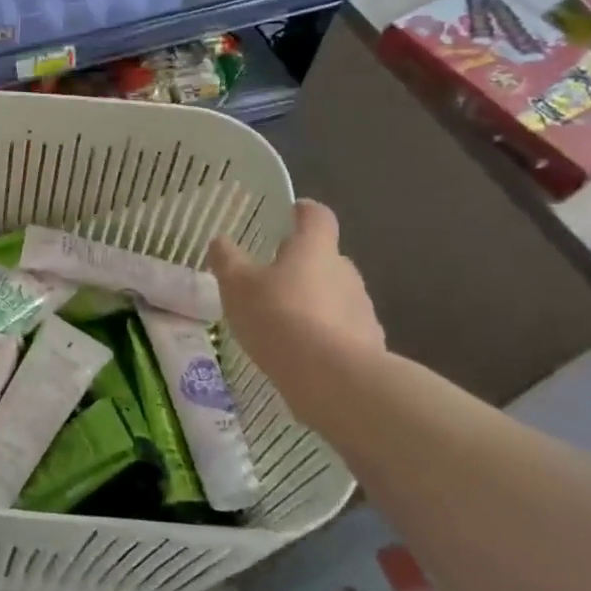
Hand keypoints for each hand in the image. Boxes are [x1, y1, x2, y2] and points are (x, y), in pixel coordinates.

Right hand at [208, 201, 383, 419]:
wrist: (333, 379)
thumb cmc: (278, 317)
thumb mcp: (236, 285)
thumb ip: (227, 260)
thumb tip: (221, 242)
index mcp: (314, 249)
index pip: (317, 217)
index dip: (304, 212)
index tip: (294, 212)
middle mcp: (345, 271)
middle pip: (327, 258)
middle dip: (304, 264)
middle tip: (275, 278)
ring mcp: (362, 308)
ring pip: (336, 295)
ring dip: (315, 301)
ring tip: (286, 323)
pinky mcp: (370, 344)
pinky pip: (344, 330)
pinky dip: (327, 335)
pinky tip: (305, 355)